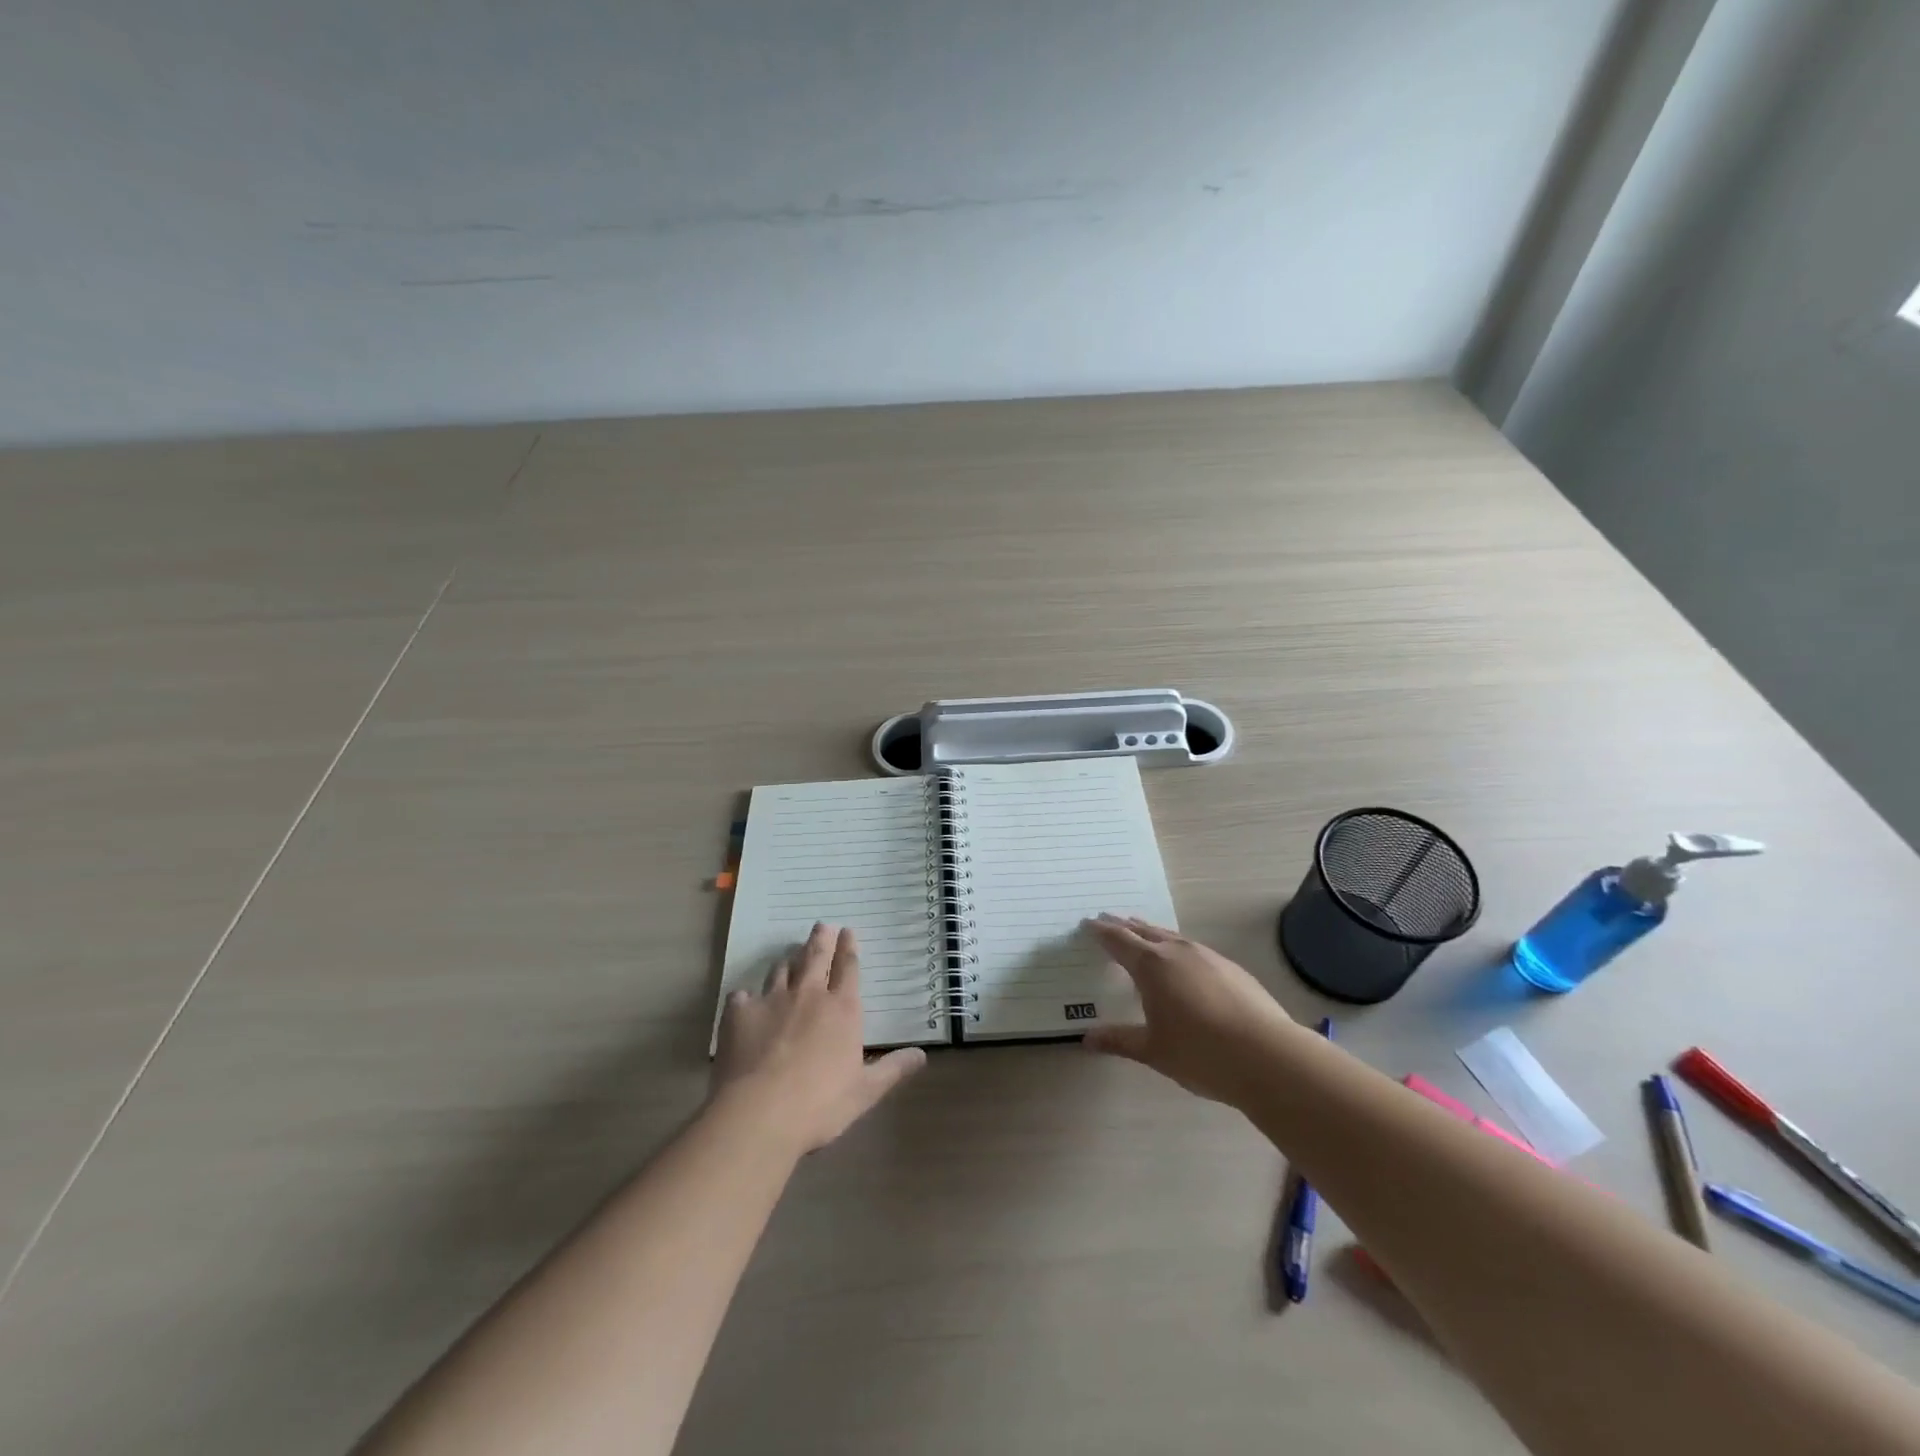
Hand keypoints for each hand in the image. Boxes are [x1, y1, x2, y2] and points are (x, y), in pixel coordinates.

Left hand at [712, 923, 925, 1152]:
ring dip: (788, 960)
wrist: (759, 1113)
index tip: (848, 931)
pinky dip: (747, 996)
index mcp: (842, 1009)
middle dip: (820, 939)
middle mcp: (808, 995)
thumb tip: (922, 1054)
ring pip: (781, 970)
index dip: (848, 947)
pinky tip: (745, 1000)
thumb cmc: (820, 1105)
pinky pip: (743, 996)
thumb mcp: (865, 1091)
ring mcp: (771, 1000)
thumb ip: (893, 1069)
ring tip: (790, 955)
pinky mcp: (739, 1013)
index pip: (848, 968)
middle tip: (822, 925)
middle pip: (815, 957)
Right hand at [1081, 915, 1296, 1104]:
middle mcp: (1177, 951)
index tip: (1089, 923)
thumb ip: (1119, 1041)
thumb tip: (1086, 1040)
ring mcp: (1207, 956)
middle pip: (1144, 931)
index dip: (1102, 931)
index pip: (1119, 940)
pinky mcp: (1231, 967)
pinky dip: (1177, 948)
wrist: (1268, 1056)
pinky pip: (1193, 949)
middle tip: (1109, 920)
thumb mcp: (1152, 1050)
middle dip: (1124, 926)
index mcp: (1151, 965)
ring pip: (1171, 937)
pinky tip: (1182, 964)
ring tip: (1142, 935)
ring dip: (1152, 933)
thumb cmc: (1200, 1053)